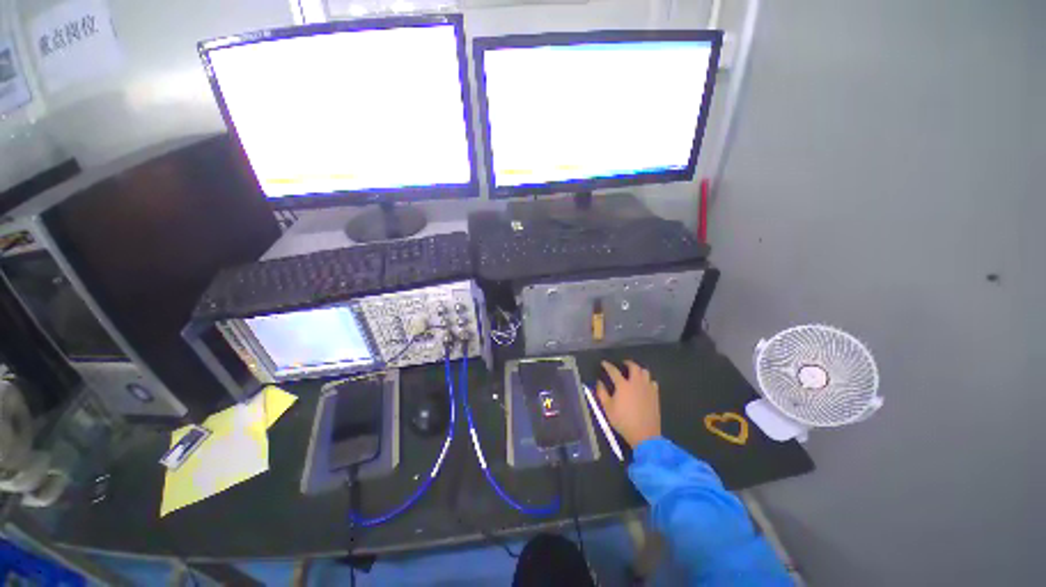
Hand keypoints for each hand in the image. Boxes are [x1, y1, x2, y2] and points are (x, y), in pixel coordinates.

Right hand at [596, 360, 660, 448]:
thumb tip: (599, 382)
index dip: (607, 366)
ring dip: (639, 370)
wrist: (645, 434)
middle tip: (623, 364)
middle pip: (633, 367)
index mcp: (623, 385)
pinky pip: (653, 382)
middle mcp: (636, 383)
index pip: (613, 371)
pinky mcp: (655, 395)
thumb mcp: (607, 408)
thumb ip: (602, 393)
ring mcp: (647, 388)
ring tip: (634, 373)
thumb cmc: (623, 421)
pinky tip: (644, 385)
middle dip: (627, 363)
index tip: (604, 363)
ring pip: (645, 372)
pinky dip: (647, 380)